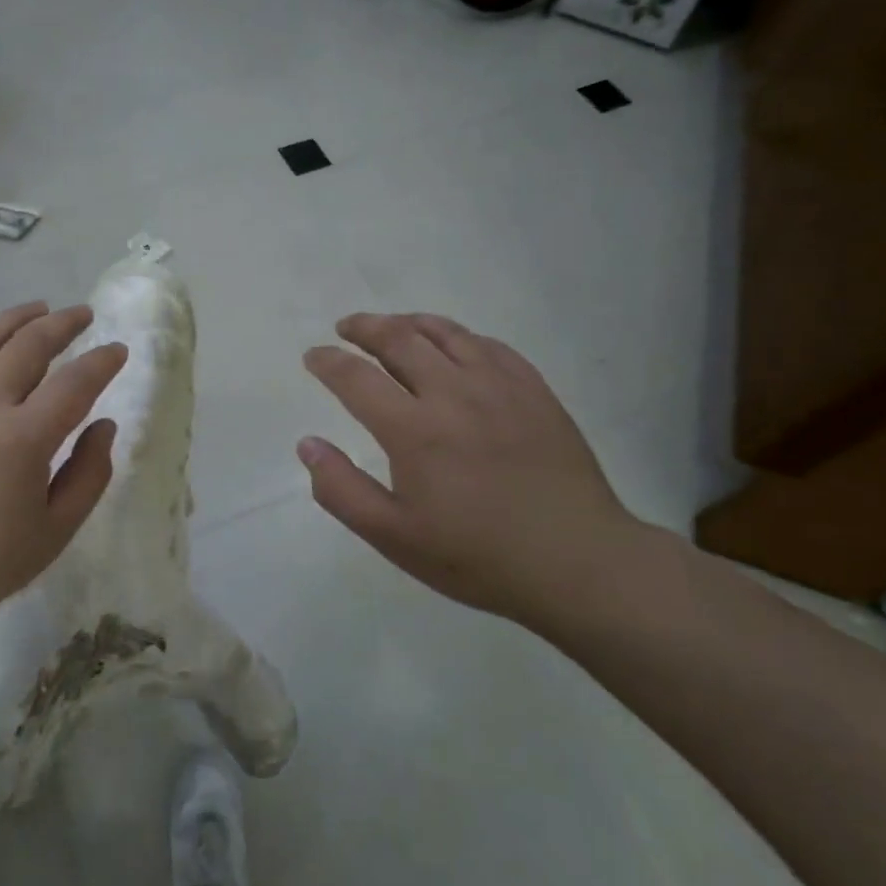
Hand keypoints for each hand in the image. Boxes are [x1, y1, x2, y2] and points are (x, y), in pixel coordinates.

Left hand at [0, 302, 127, 653]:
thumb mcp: (54, 533)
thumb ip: (89, 474)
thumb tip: (103, 425)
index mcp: (22, 438)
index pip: (75, 382)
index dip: (102, 361)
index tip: (117, 350)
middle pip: (28, 344)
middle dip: (63, 323)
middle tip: (82, 315)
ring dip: (14, 317)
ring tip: (37, 309)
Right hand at [299, 313, 643, 626]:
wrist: (578, 563)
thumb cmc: (477, 556)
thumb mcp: (394, 537)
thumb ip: (341, 490)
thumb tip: (307, 445)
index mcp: (413, 430)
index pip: (356, 377)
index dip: (328, 362)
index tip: (313, 357)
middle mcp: (453, 394)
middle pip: (399, 339)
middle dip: (364, 328)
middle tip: (345, 328)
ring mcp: (499, 387)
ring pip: (445, 333)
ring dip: (408, 322)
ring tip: (391, 325)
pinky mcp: (535, 391)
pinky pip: (489, 345)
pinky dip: (459, 336)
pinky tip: (453, 345)